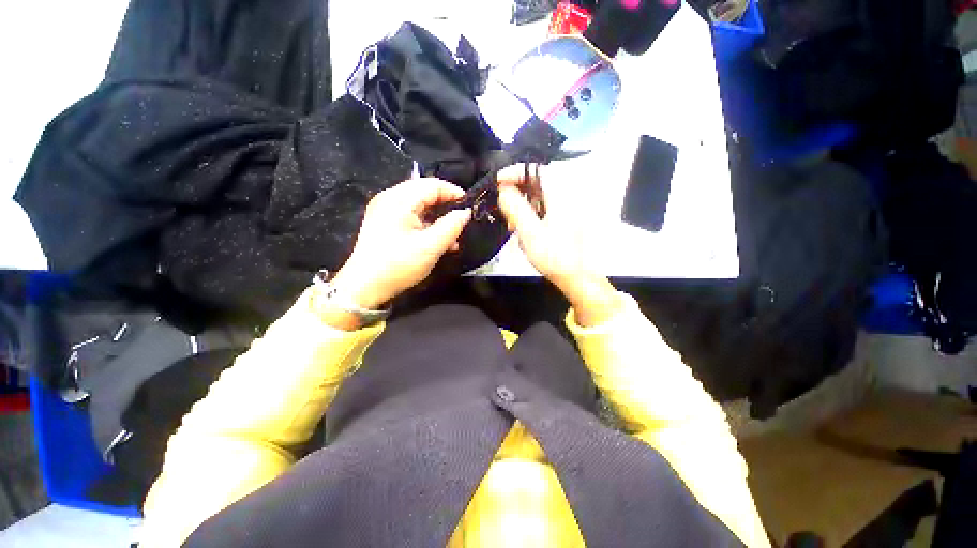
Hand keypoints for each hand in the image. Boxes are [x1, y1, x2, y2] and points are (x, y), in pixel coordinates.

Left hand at [331, 178, 470, 309]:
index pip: (432, 185)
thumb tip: (465, 212)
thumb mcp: (430, 247)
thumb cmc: (398, 265)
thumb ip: (451, 227)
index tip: (470, 206)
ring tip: (453, 236)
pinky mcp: (384, 223)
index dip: (453, 192)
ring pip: (419, 205)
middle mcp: (390, 198)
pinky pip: (411, 216)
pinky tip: (438, 241)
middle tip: (462, 221)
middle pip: (425, 192)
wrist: (364, 287)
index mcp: (399, 199)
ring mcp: (385, 210)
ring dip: (438, 218)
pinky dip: (426, 224)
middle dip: (446, 206)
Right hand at [496, 165, 620, 326]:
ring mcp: (566, 208)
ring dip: (522, 207)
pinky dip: (530, 216)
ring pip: (538, 197)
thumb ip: (515, 208)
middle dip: (516, 193)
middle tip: (503, 208)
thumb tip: (503, 190)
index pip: (536, 170)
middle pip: (536, 183)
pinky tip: (524, 231)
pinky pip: (542, 209)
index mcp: (562, 196)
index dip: (514, 172)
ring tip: (512, 225)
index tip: (498, 181)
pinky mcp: (563, 219)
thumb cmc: (555, 257)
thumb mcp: (530, 233)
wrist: (576, 277)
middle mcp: (566, 197)